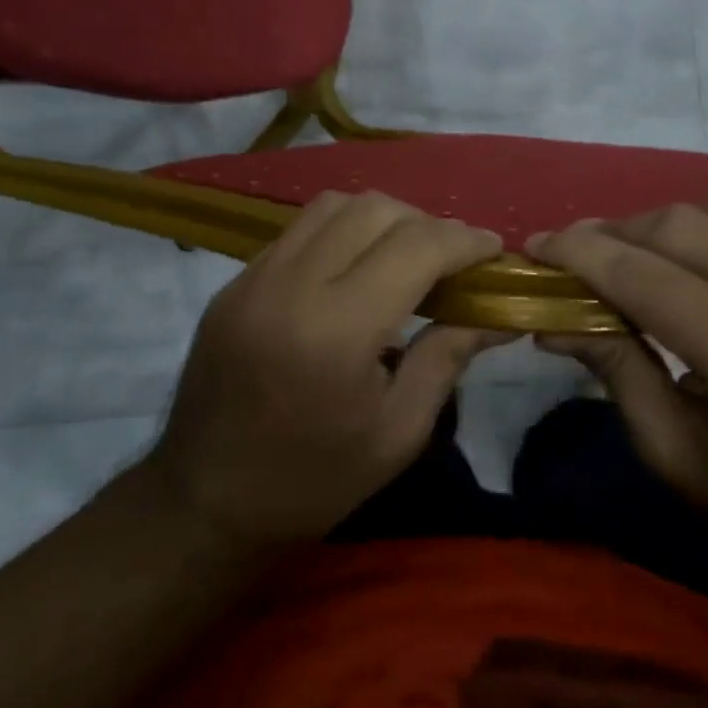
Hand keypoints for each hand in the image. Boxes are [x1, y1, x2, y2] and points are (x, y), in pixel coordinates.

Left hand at [147, 192, 509, 548]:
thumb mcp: (398, 432)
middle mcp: (291, 286)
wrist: (205, 502)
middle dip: (427, 224)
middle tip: (451, 261)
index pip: (415, 247)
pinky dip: (341, 232)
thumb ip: (448, 356)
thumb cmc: (314, 481)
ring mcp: (254, 277)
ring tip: (404, 257)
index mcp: (336, 331)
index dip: (465, 240)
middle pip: (375, 210)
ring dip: (383, 219)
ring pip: (334, 206)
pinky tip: (354, 269)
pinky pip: (300, 230)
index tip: (493, 251)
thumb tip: (501, 314)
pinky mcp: (235, 282)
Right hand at [529, 178, 707, 573]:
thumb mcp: (669, 450)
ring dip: (692, 216)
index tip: (538, 247)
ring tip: (667, 254)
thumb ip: (613, 368)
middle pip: (684, 225)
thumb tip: (552, 321)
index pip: (642, 276)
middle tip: (582, 257)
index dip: (580, 253)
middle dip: (616, 233)